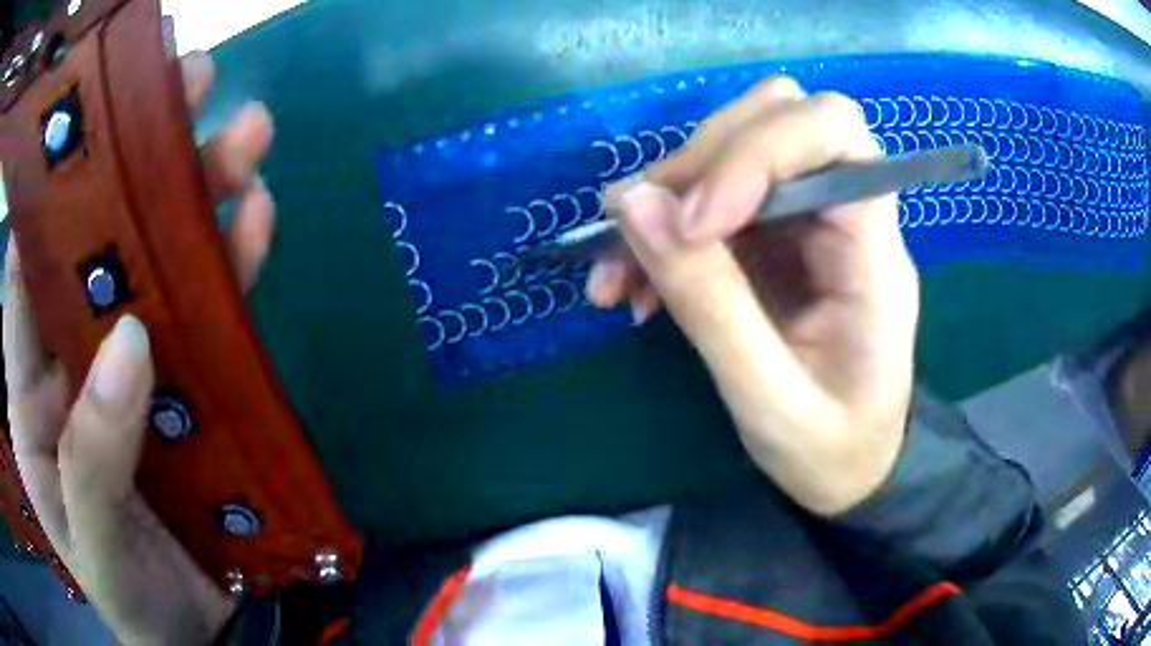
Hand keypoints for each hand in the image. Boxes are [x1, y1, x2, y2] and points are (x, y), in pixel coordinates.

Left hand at [4, 52, 274, 643]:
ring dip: (196, 198)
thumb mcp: (90, 540)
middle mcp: (72, 359)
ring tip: (243, 138)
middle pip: (94, 247)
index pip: (24, 278)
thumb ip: (91, 453)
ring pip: (157, 265)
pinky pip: (207, 315)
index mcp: (31, 393)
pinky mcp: (185, 385)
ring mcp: (131, 368)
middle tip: (187, 88)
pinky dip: (230, 267)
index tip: (83, 128)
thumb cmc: (120, 590)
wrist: (182, 630)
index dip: (46, 199)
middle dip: (133, 167)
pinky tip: (257, 223)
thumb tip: (131, 344)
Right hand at [585, 78, 918, 514]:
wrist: (853, 471)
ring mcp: (809, 220)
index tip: (696, 222)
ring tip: (617, 272)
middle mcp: (847, 215)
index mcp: (874, 254)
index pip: (834, 132)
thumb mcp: (767, 398)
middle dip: (702, 161)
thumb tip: (633, 204)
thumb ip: (708, 303)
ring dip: (668, 193)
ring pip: (738, 147)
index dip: (757, 150)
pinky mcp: (776, 237)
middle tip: (641, 229)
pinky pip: (713, 196)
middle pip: (779, 116)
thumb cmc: (831, 449)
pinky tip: (632, 285)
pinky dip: (663, 228)